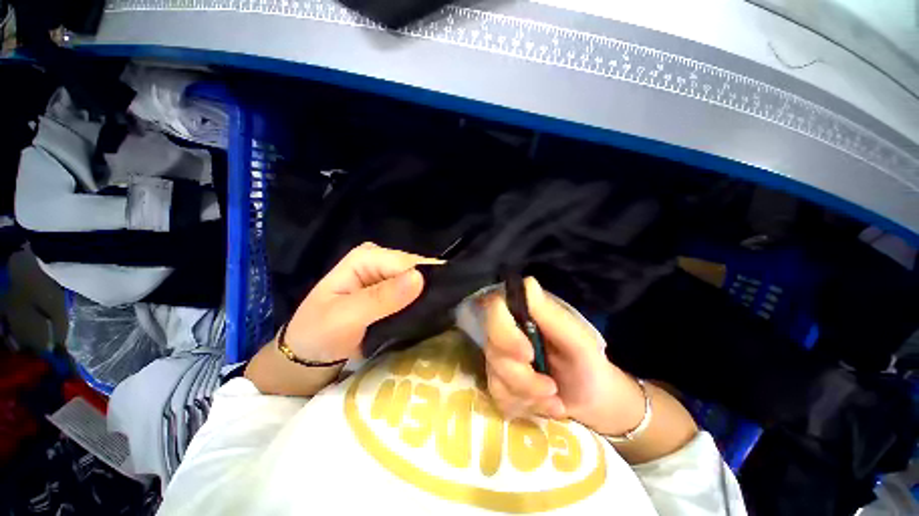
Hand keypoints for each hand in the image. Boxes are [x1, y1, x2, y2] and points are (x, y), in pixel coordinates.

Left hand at [284, 242, 440, 361]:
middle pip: (418, 269)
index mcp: (368, 257)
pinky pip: (416, 293)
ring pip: (420, 282)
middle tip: (441, 313)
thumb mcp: (345, 317)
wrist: (309, 354)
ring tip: (438, 316)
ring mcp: (388, 275)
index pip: (409, 263)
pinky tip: (429, 315)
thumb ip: (381, 298)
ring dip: (428, 298)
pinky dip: (423, 304)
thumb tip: (419, 278)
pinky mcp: (393, 290)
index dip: (426, 281)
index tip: (441, 303)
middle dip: (430, 289)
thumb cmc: (319, 334)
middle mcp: (381, 260)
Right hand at [482, 277, 645, 435]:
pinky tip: (545, 406)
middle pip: (492, 348)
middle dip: (522, 377)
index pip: (494, 308)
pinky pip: (499, 397)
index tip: (527, 354)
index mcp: (522, 314)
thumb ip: (550, 314)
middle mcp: (505, 331)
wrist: (592, 399)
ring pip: (496, 377)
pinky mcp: (500, 382)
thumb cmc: (587, 363)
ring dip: (528, 396)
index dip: (503, 332)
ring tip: (555, 400)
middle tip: (552, 388)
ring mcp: (500, 358)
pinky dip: (525, 407)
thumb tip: (527, 283)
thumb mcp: (576, 340)